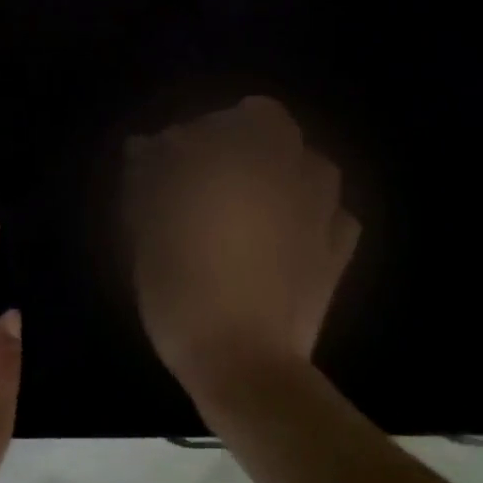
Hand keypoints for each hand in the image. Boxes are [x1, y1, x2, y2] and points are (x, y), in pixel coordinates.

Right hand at [124, 97, 359, 402]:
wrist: (244, 364)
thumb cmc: (184, 294)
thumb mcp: (149, 235)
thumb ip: (149, 181)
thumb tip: (146, 147)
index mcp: (239, 166)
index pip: (222, 118)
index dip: (196, 131)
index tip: (172, 157)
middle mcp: (285, 176)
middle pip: (272, 125)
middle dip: (241, 135)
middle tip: (211, 170)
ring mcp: (319, 213)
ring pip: (312, 163)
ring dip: (284, 166)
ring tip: (257, 194)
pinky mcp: (336, 252)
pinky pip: (336, 214)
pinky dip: (315, 211)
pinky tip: (293, 229)